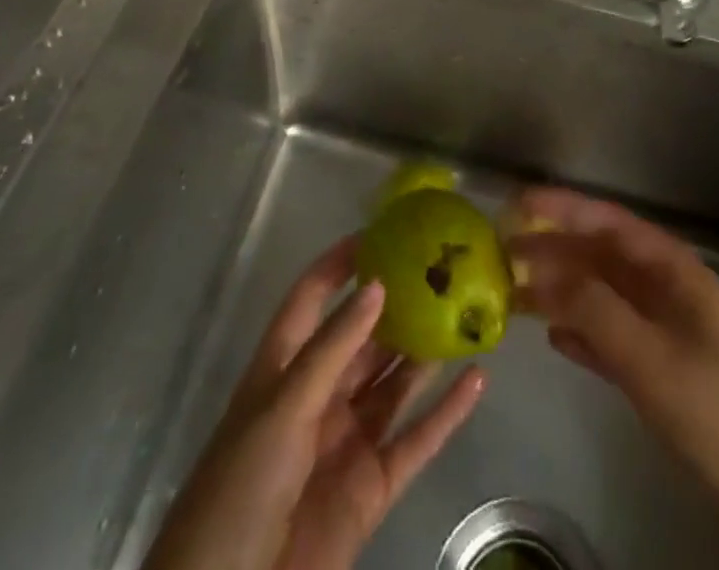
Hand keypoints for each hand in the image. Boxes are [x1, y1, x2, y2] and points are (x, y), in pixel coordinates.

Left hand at [143, 236, 485, 569]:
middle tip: (442, 269)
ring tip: (466, 311)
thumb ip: (333, 348)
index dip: (341, 263)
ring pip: (394, 382)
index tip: (381, 233)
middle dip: (397, 305)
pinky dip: (447, 413)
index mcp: (285, 367)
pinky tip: (476, 380)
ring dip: (426, 352)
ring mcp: (347, 439)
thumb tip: (378, 285)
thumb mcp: (284, 406)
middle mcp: (318, 394)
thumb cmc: (242, 485)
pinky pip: (416, 440)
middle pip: (363, 338)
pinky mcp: (372, 486)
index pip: (313, 297)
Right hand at [506, 188, 718, 569]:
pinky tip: (552, 338)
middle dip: (555, 250)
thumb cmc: (716, 414)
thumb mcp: (650, 357)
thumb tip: (540, 269)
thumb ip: (593, 308)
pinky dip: (581, 331)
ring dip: (561, 291)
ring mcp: (666, 331)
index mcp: (675, 271)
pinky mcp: (662, 371)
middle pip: (603, 257)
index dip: (564, 208)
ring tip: (513, 292)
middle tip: (502, 252)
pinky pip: (610, 336)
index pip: (611, 222)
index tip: (518, 202)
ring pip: (602, 296)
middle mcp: (668, 290)